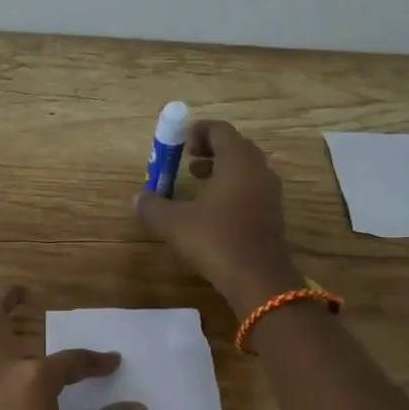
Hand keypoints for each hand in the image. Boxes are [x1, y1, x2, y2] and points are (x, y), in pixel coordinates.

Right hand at [133, 121, 302, 318]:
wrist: (258, 279)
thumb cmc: (216, 240)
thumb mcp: (175, 223)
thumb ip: (153, 207)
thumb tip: (136, 198)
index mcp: (237, 161)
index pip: (220, 130)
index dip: (198, 131)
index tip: (180, 142)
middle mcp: (258, 170)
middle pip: (236, 146)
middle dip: (210, 149)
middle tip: (187, 159)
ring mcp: (270, 193)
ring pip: (245, 168)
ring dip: (221, 169)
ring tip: (196, 181)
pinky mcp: (273, 214)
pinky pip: (251, 188)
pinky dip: (232, 187)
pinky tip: (212, 209)